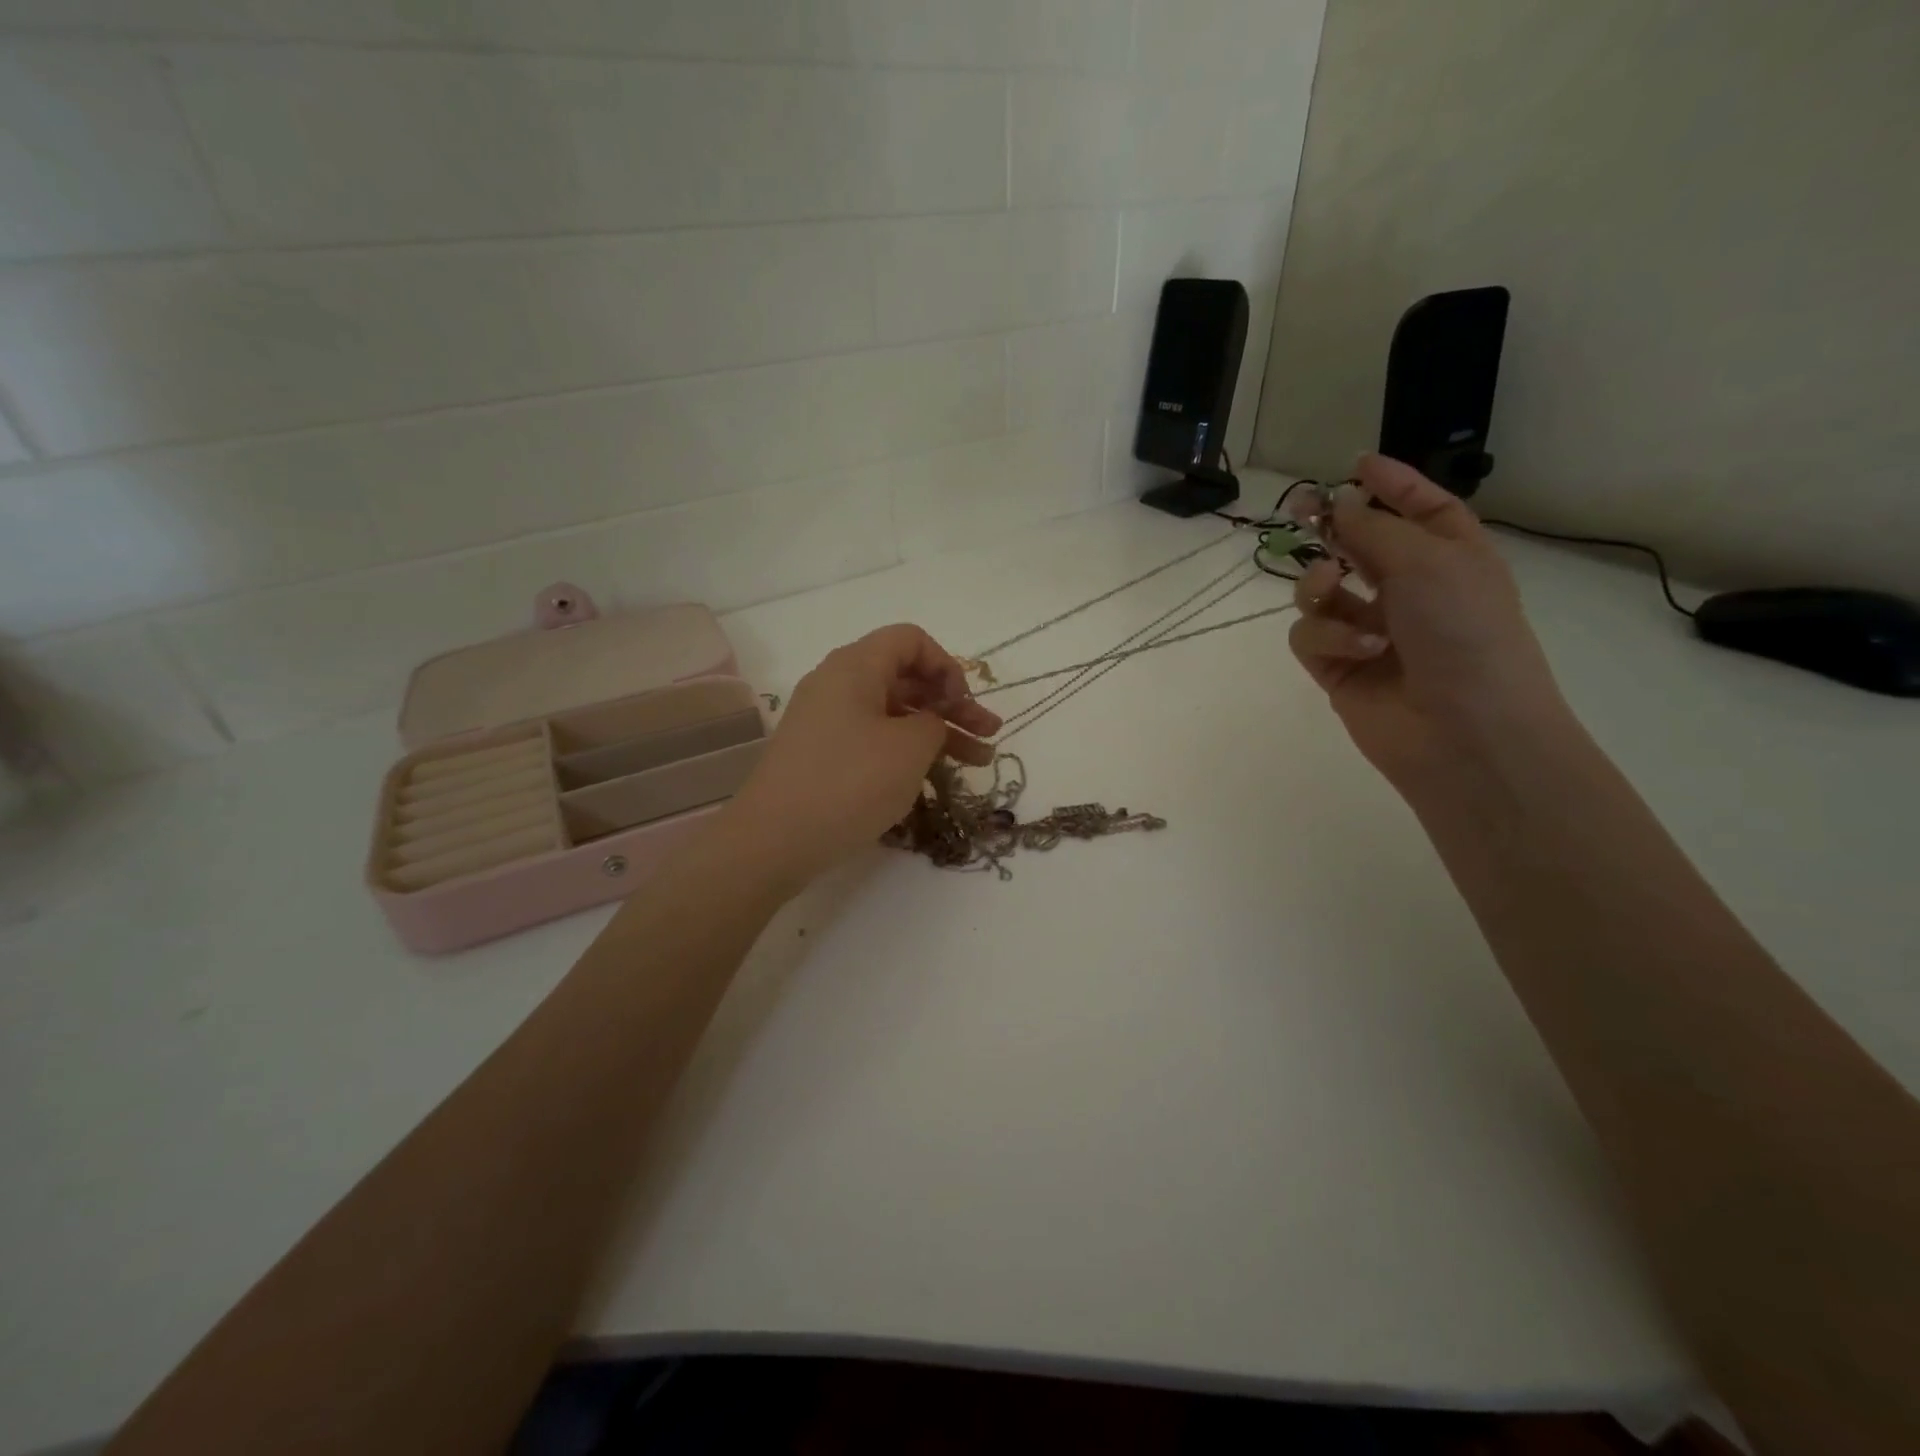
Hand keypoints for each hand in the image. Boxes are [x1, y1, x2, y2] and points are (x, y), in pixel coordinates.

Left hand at [726, 624, 1001, 890]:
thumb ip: (934, 722)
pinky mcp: (821, 754)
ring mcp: (826, 721)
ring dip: (936, 732)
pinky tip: (932, 777)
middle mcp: (837, 684)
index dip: (946, 666)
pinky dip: (905, 750)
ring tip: (978, 762)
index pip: (911, 640)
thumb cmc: (849, 782)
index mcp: (855, 666)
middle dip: (952, 705)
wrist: (774, 840)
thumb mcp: (909, 748)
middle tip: (990, 735)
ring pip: (893, 713)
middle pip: (905, 678)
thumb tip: (928, 722)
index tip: (963, 704)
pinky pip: (872, 738)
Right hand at [1288, 454, 1572, 788]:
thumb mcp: (1428, 563)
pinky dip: (1327, 635)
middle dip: (1331, 527)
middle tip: (1299, 509)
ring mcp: (1369, 630)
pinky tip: (1359, 649)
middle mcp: (1409, 591)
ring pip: (1320, 590)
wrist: (1464, 732)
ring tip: (1332, 587)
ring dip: (1320, 583)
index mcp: (1450, 559)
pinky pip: (1309, 634)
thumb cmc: (1465, 634)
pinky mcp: (1336, 667)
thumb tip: (1336, 505)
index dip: (1393, 485)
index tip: (1355, 464)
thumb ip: (1373, 530)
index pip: (1421, 510)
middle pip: (1359, 546)